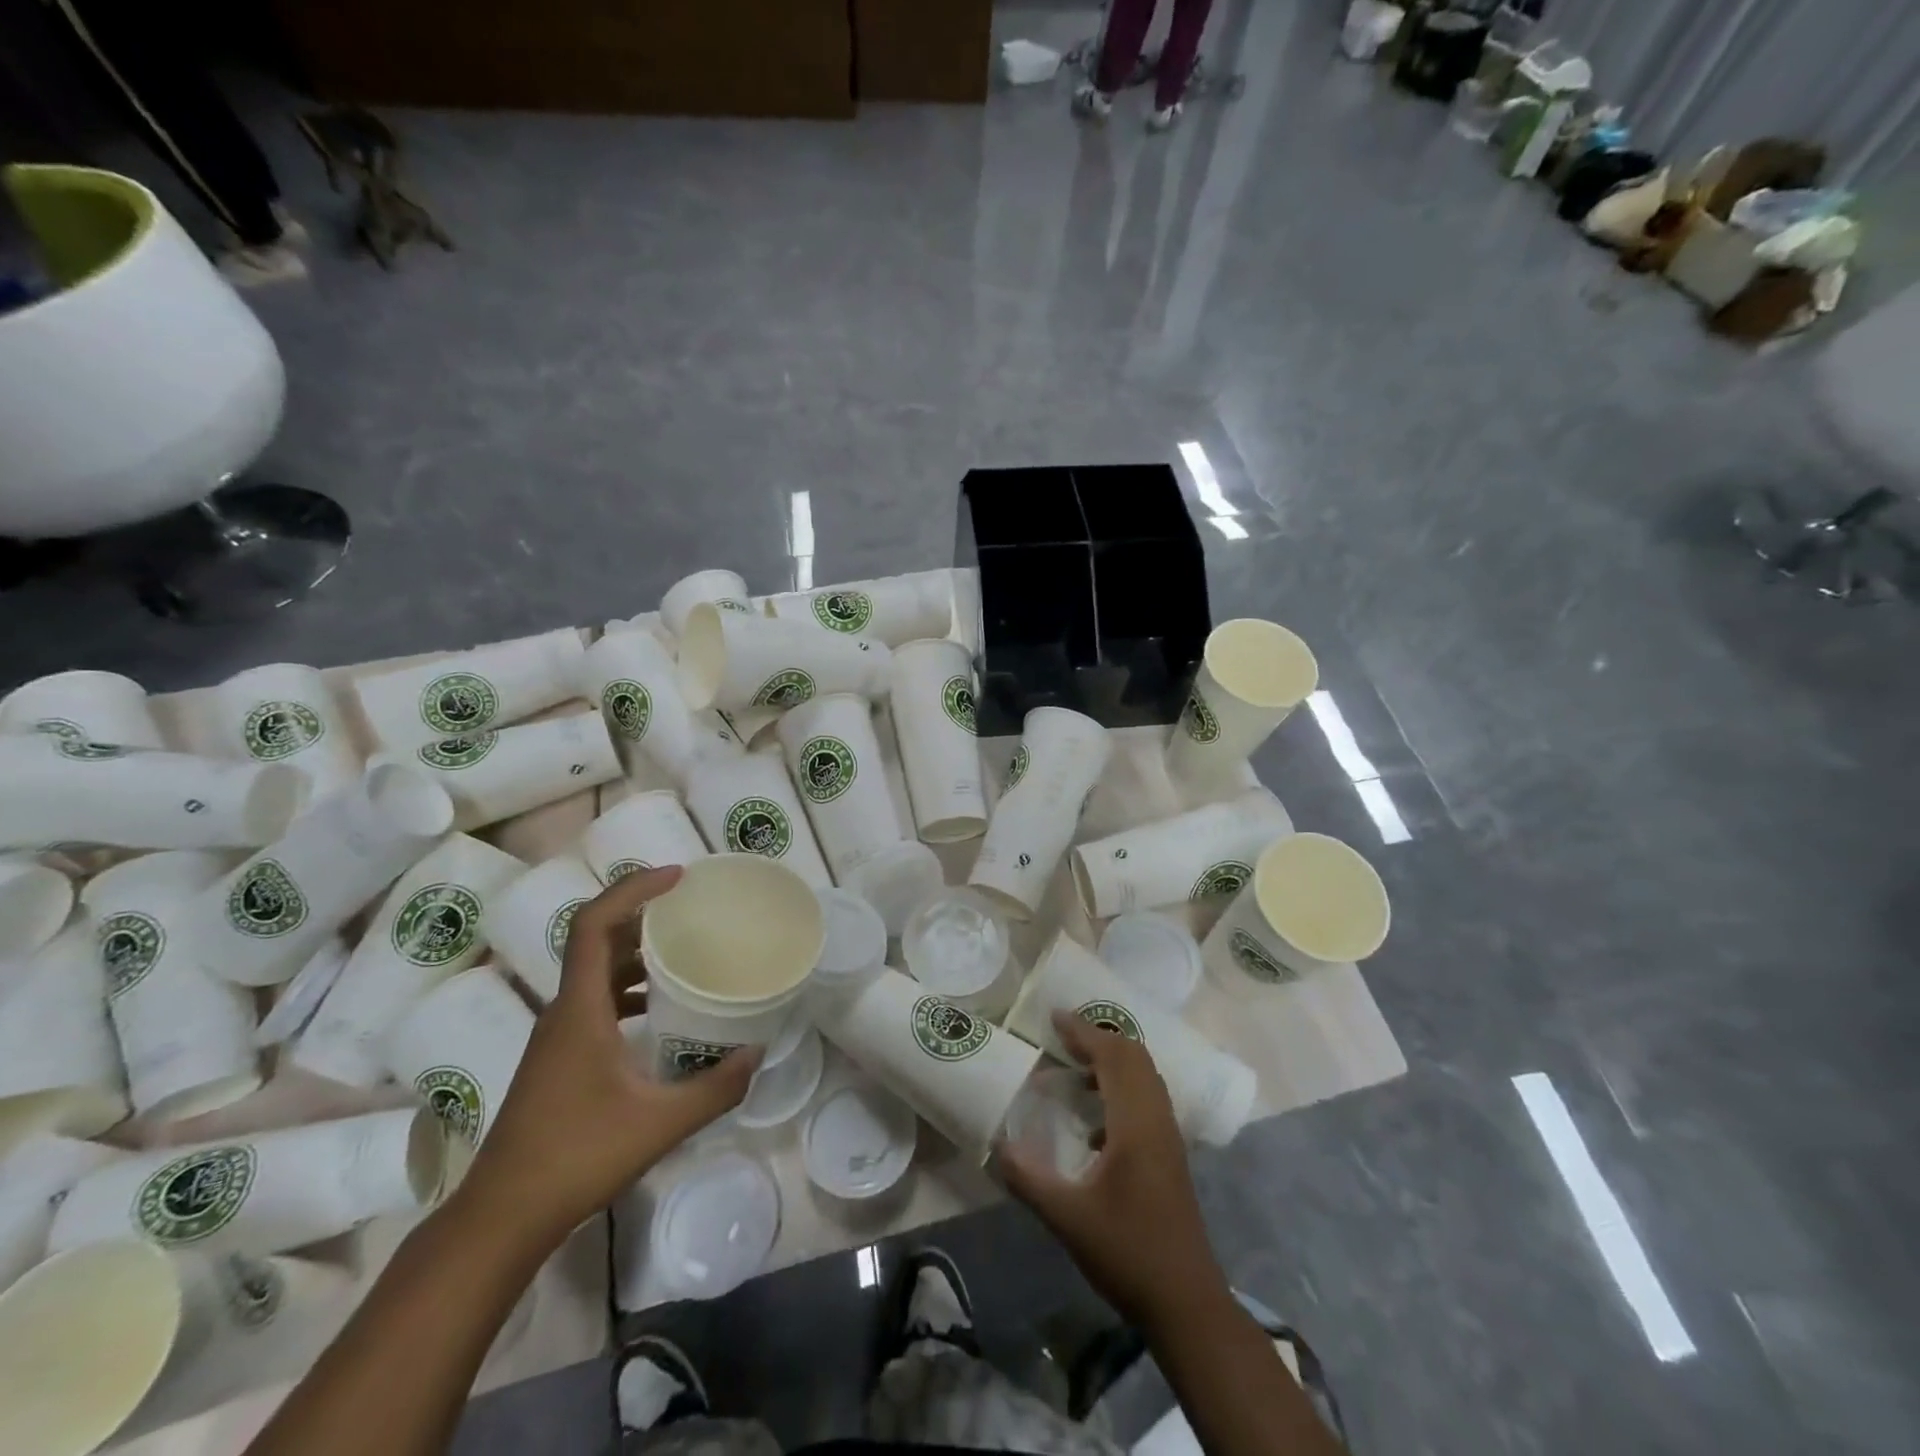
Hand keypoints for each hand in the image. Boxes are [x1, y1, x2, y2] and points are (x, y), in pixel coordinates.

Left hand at [454, 866, 760, 1249]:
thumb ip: (715, 1088)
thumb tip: (756, 1054)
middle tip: (691, 906)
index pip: (594, 924)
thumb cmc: (576, 1158)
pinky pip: (597, 1000)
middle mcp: (564, 1011)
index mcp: (579, 1009)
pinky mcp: (560, 1057)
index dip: (633, 889)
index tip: (677, 876)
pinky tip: (662, 1009)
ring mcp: (558, 1035)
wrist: (501, 1217)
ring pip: (597, 971)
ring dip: (636, 950)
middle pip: (597, 939)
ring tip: (685, 949)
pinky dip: (630, 988)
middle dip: (642, 912)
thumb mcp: (659, 1123)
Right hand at [995, 1012, 1231, 1329]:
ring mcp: (1168, 1137)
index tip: (1053, 1017)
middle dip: (1098, 1038)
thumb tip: (995, 1144)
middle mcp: (1157, 1119)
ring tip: (1073, 1068)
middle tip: (1062, 1037)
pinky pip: (1146, 1098)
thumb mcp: (1067, 1218)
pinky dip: (1120, 1088)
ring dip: (1111, 1062)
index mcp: (1136, 1123)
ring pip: (1144, 1076)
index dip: (1084, 1032)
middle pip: (1134, 1057)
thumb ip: (1028, 1178)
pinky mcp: (1170, 1155)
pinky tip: (1092, 1122)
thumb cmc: (1128, 1253)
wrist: (1187, 1303)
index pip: (1113, 1057)